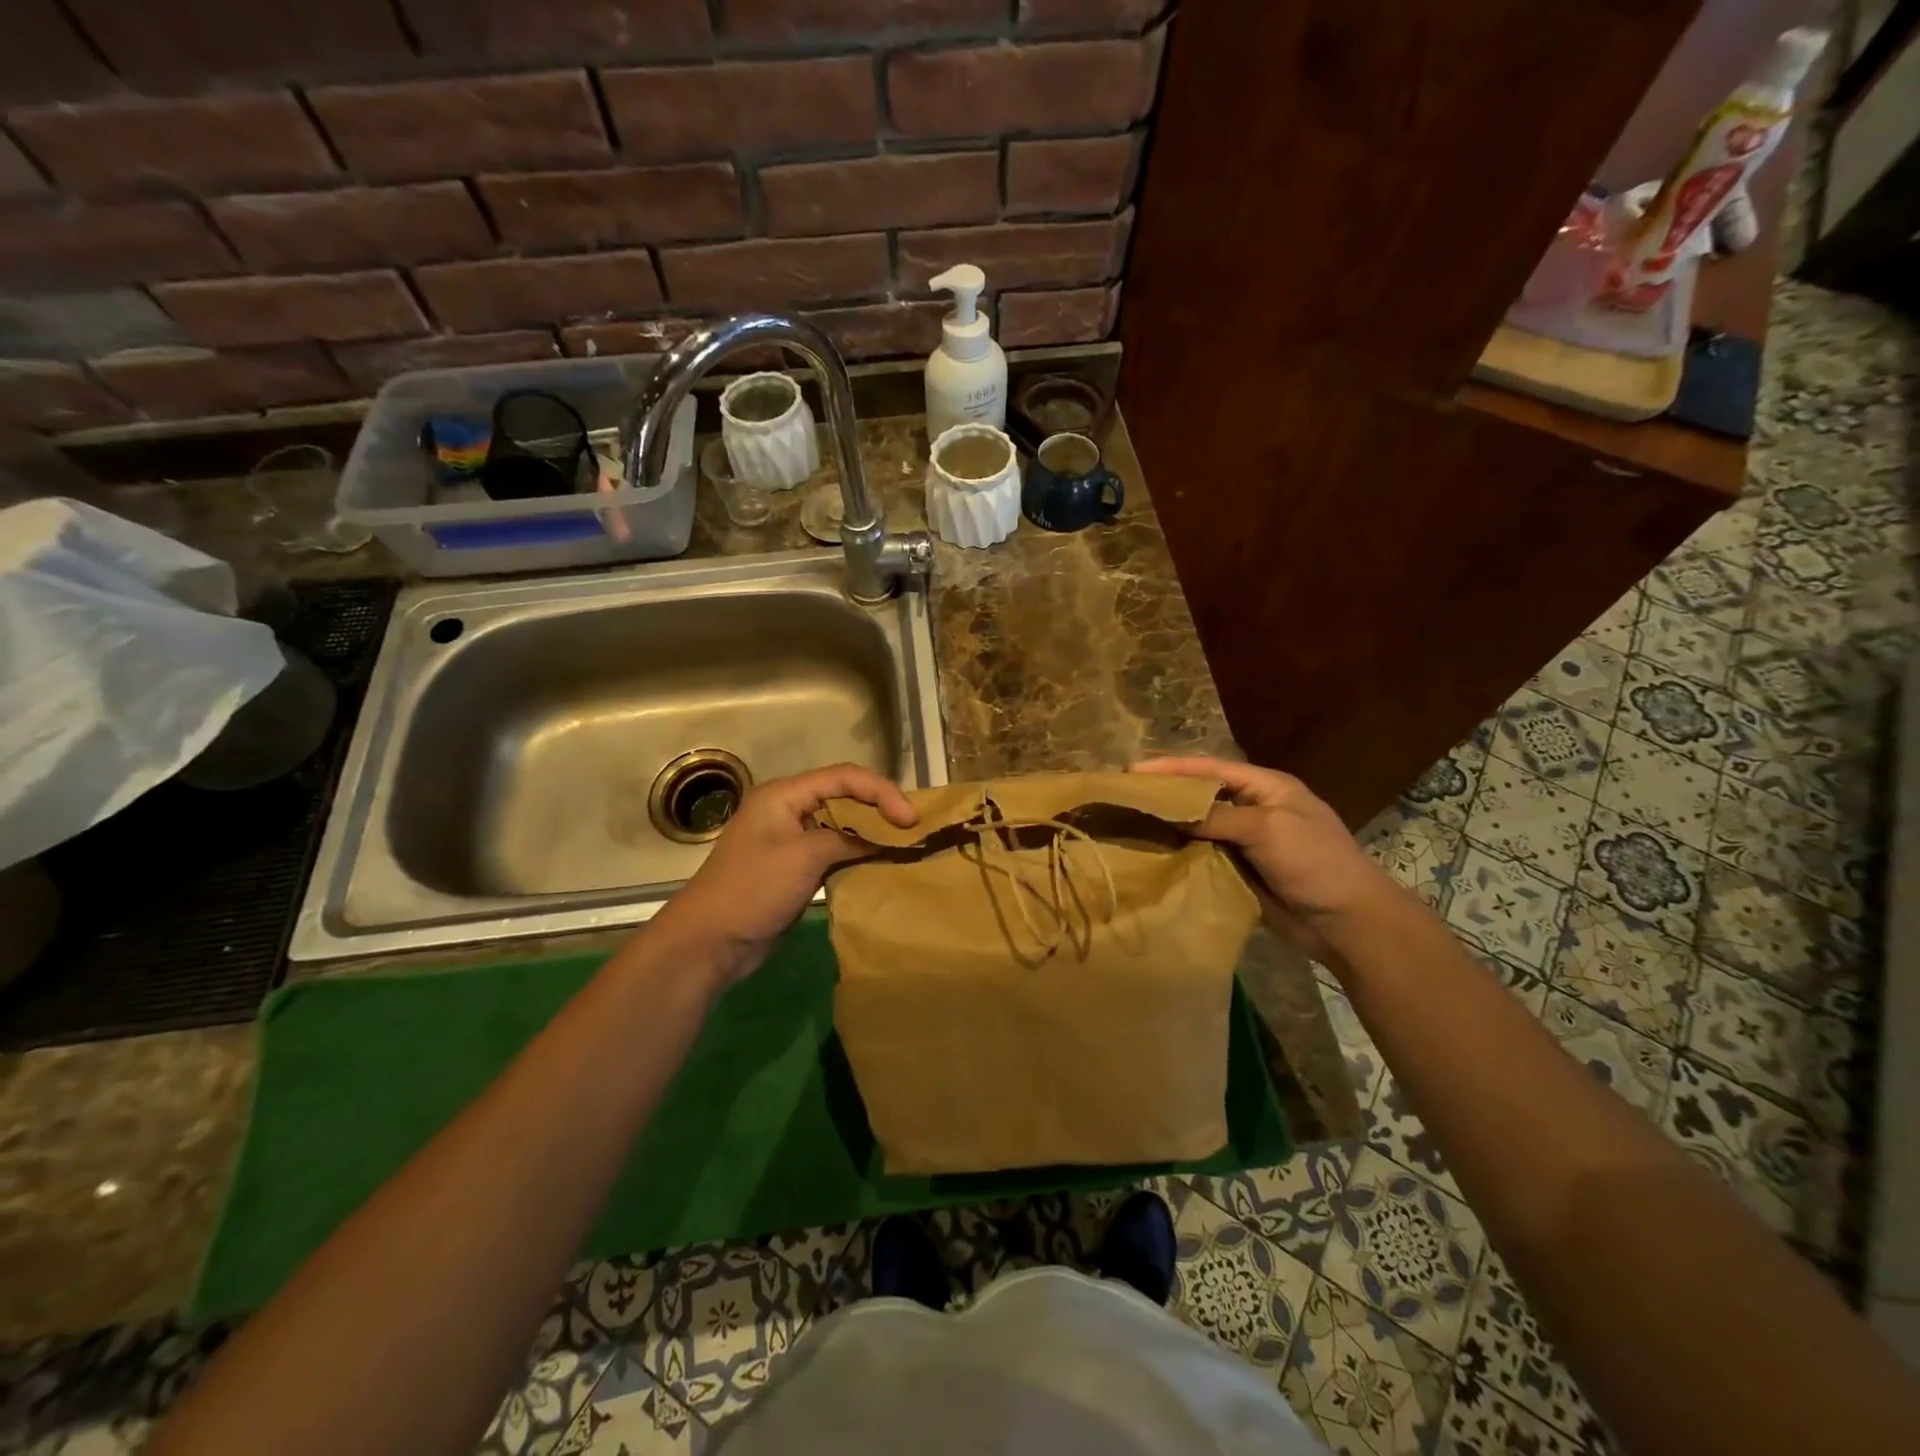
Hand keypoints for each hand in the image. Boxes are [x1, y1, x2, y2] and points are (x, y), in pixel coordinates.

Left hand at [652, 762, 917, 984]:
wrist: (710, 941)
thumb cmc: (754, 889)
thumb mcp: (805, 857)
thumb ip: (848, 839)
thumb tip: (882, 840)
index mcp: (784, 794)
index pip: (844, 777)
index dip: (881, 792)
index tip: (910, 819)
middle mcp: (787, 809)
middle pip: (843, 796)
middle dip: (879, 808)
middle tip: (912, 829)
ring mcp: (789, 838)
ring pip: (840, 824)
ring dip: (870, 832)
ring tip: (903, 844)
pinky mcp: (792, 866)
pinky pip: (832, 850)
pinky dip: (856, 853)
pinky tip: (878, 864)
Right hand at [1132, 756, 1388, 955]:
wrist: (1346, 921)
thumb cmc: (1313, 861)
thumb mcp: (1266, 828)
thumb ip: (1216, 816)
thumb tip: (1169, 811)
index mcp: (1265, 787)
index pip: (1210, 769)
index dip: (1171, 769)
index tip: (1132, 772)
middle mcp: (1252, 809)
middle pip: (1201, 796)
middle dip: (1166, 796)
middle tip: (1126, 798)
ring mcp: (1246, 842)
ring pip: (1198, 828)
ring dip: (1169, 828)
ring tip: (1129, 825)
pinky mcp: (1239, 871)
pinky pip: (1203, 857)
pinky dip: (1180, 855)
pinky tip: (1153, 856)